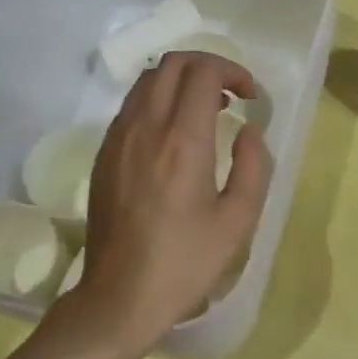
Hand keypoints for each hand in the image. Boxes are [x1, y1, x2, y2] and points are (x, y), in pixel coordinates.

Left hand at [73, 51, 271, 356]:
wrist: (121, 295)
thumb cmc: (186, 262)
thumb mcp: (238, 220)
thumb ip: (253, 165)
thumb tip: (249, 130)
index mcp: (182, 140)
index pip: (202, 72)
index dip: (232, 71)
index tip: (250, 96)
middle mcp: (145, 127)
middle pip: (171, 64)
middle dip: (208, 66)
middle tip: (232, 95)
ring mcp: (118, 138)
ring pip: (147, 80)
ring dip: (181, 81)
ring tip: (207, 110)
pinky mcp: (104, 154)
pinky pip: (131, 106)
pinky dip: (159, 100)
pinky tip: (176, 134)